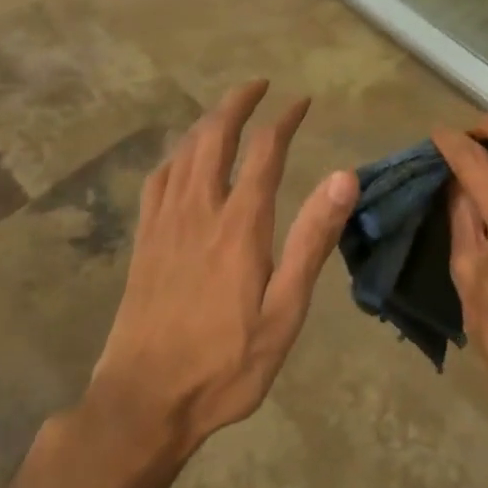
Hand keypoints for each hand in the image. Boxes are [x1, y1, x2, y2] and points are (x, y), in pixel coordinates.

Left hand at [88, 80, 358, 451]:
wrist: (144, 402)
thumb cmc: (225, 364)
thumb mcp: (284, 312)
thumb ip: (312, 240)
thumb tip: (343, 176)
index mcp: (239, 225)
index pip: (264, 151)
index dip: (283, 120)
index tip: (301, 101)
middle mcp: (200, 210)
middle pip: (215, 136)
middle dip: (237, 103)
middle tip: (258, 85)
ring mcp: (165, 223)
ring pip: (184, 151)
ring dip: (207, 120)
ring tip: (226, 109)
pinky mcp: (144, 240)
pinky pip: (158, 179)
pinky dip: (175, 153)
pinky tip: (182, 156)